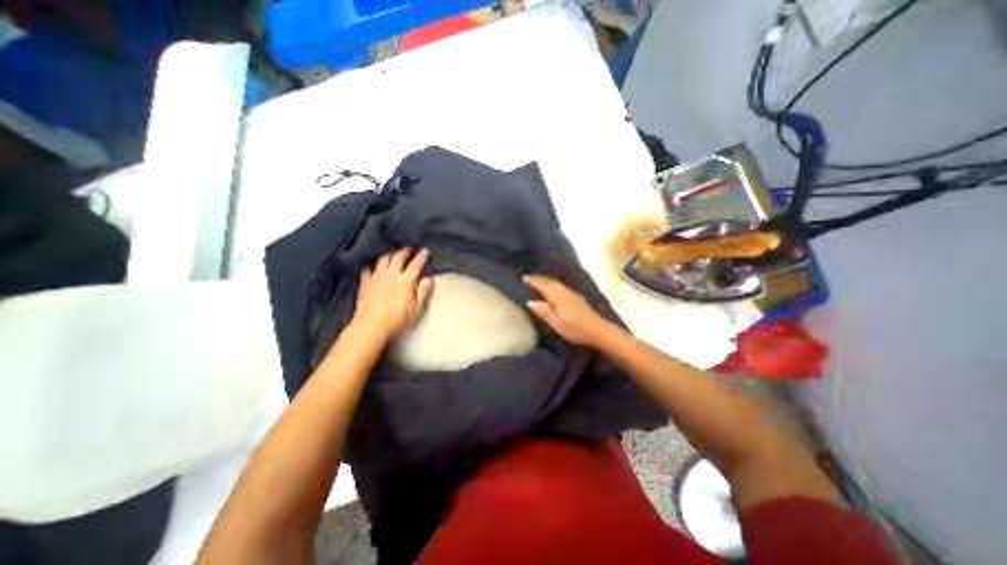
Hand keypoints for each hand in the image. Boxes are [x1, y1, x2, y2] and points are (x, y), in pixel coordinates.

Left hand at [354, 250, 432, 342]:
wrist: (371, 326)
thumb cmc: (397, 319)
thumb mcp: (417, 309)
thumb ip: (424, 293)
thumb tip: (429, 279)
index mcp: (406, 280)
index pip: (416, 264)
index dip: (422, 256)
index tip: (426, 250)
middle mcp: (391, 274)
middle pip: (398, 257)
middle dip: (405, 251)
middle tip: (409, 249)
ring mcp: (376, 278)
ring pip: (383, 260)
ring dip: (389, 255)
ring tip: (392, 255)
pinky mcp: (365, 284)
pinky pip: (367, 270)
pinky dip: (372, 267)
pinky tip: (373, 269)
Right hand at [523, 275, 608, 348]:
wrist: (598, 331)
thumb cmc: (575, 329)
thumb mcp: (556, 324)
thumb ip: (543, 312)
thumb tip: (530, 302)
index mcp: (558, 297)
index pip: (543, 286)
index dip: (533, 281)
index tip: (524, 278)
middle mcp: (564, 292)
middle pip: (550, 282)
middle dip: (539, 278)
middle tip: (530, 277)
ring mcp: (572, 294)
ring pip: (556, 283)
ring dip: (547, 280)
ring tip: (539, 281)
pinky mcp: (577, 298)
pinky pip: (561, 286)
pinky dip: (554, 284)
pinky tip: (555, 288)